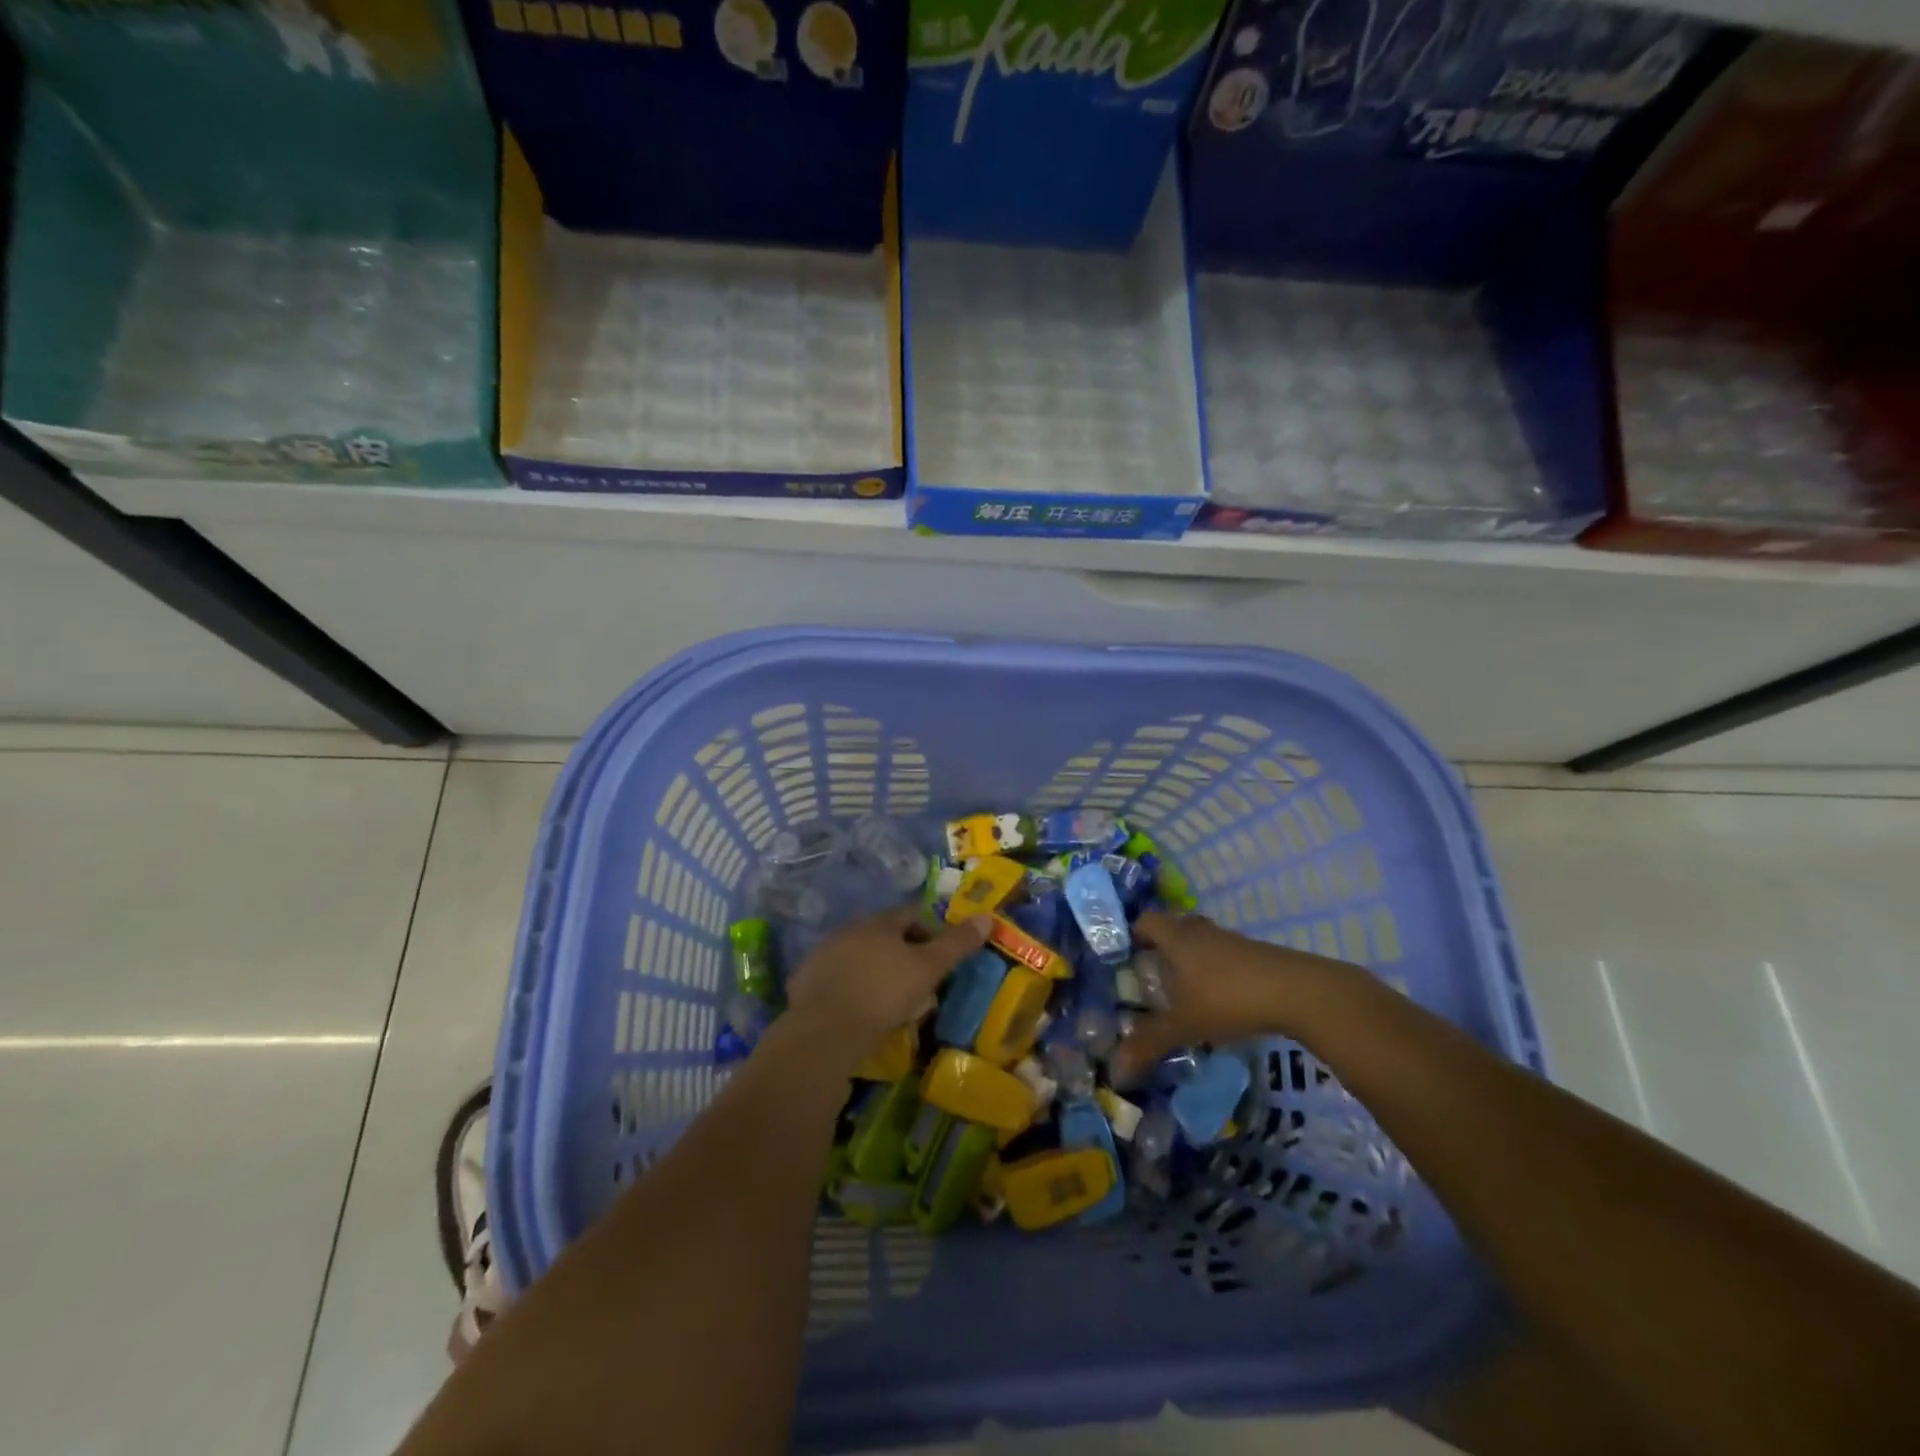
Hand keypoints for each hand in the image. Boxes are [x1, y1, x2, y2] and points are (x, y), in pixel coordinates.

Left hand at [785, 906, 989, 1066]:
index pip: (911, 914)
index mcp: (880, 922)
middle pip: (884, 935)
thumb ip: (956, 944)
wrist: (824, 1030)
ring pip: (860, 957)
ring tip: (892, 1002)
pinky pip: (839, 979)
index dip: (931, 932)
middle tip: (921, 982)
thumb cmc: (883, 993)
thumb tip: (987, 918)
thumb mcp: (928, 968)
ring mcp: (824, 954)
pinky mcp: (807, 981)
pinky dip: (853, 989)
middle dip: (904, 954)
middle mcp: (850, 929)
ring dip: (877, 971)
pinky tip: (861, 1012)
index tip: (942, 957)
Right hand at [1112, 911, 1358, 1084]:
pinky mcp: (1255, 954)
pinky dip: (1216, 971)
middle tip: (1152, 976)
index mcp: (1176, 938)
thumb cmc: (1227, 998)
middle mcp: (1200, 931)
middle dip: (1162, 949)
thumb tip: (1116, 1069)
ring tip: (1185, 992)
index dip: (1133, 935)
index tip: (1126, 958)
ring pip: (1201, 942)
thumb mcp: (1184, 1025)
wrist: (1296, 991)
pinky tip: (1220, 1000)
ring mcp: (1231, 940)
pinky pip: (1224, 955)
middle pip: (1174, 928)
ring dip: (1191, 960)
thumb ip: (1149, 1043)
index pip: (1145, 921)